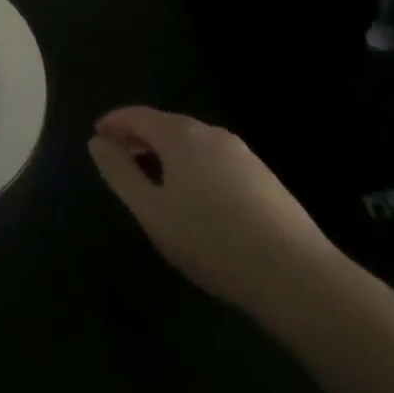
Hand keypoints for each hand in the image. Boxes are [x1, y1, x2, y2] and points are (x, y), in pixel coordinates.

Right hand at [88, 107, 341, 317]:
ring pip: (191, 142)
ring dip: (165, 152)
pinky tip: (194, 198)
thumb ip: (119, 172)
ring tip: (152, 180)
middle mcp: (211, 134)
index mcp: (180, 135)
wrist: (297, 277)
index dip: (113, 123)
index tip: (96, 138)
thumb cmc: (211, 241)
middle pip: (165, 125)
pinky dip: (191, 166)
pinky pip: (214, 159)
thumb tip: (98, 142)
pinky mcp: (263, 177)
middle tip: (118, 159)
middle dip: (138, 137)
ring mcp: (242, 154)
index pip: (137, 116)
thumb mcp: (151, 211)